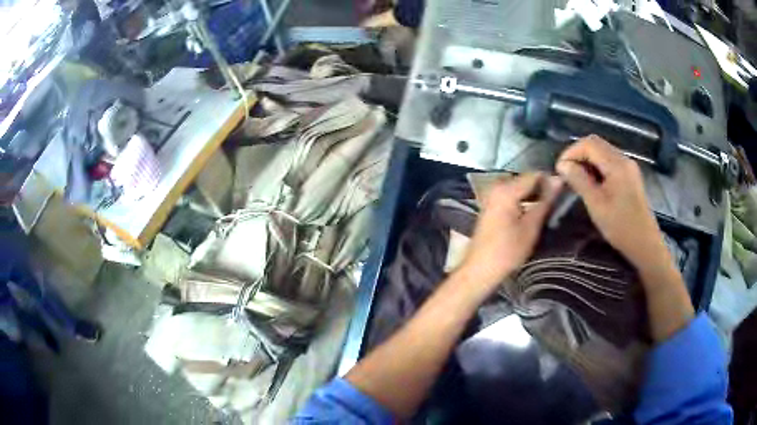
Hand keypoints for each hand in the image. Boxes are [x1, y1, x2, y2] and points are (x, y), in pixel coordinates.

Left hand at [457, 172, 561, 293]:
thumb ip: (545, 201)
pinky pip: (510, 194)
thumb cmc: (507, 251)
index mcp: (506, 189)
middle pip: (526, 179)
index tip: (564, 189)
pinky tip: (532, 212)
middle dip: (541, 187)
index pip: (534, 174)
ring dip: (532, 195)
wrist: (479, 269)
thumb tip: (559, 179)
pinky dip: (522, 200)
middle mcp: (496, 186)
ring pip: (519, 187)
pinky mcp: (490, 204)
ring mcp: (491, 195)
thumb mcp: (531, 226)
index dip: (551, 180)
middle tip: (557, 200)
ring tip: (548, 207)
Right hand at [555, 135, 669, 268]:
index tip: (560, 169)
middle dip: (578, 154)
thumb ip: (579, 181)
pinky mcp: (630, 176)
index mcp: (616, 164)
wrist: (645, 244)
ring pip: (603, 152)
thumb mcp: (596, 205)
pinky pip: (610, 162)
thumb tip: (563, 165)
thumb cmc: (620, 227)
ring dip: (587, 160)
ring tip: (576, 179)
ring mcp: (629, 167)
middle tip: (566, 173)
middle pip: (596, 144)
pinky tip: (592, 183)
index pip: (589, 144)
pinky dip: (597, 167)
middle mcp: (624, 159)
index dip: (571, 152)